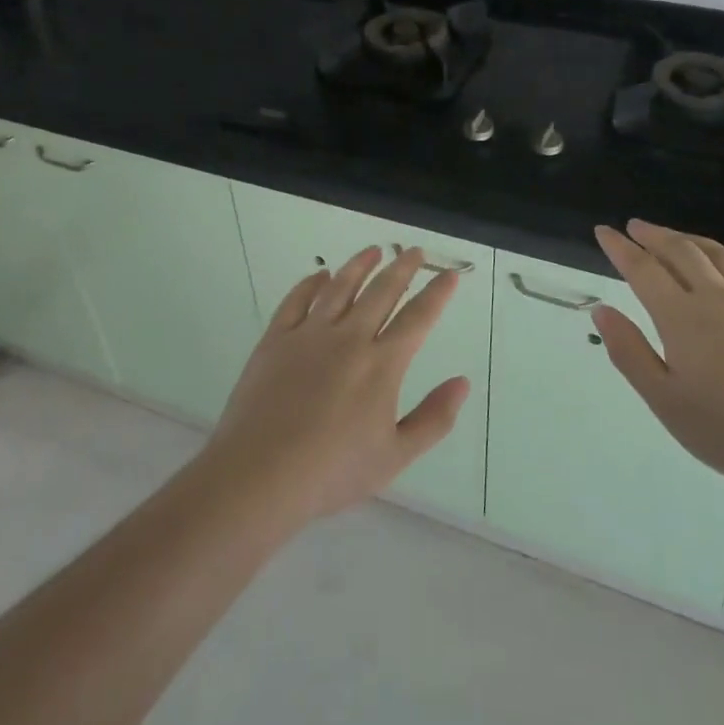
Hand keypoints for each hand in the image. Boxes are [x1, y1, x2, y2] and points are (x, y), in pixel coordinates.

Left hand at [201, 246, 469, 527]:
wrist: (260, 474)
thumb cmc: (332, 471)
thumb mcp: (395, 456)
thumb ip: (434, 418)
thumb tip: (463, 382)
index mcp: (381, 364)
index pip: (418, 318)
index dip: (437, 293)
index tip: (449, 274)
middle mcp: (349, 338)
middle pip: (382, 292)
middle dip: (403, 268)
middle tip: (415, 251)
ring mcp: (309, 335)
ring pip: (340, 287)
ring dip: (360, 265)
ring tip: (374, 250)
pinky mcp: (276, 339)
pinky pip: (297, 300)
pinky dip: (311, 283)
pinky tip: (320, 275)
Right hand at [592, 219, 723, 501]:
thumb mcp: (667, 402)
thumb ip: (630, 353)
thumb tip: (602, 310)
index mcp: (682, 317)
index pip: (643, 269)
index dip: (620, 247)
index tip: (604, 231)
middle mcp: (719, 297)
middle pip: (681, 251)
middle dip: (654, 235)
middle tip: (636, 226)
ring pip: (720, 255)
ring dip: (691, 240)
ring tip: (676, 237)